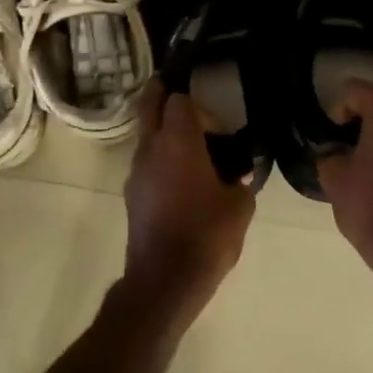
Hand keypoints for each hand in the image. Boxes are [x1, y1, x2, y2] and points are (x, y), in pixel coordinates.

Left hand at [122, 80, 255, 324]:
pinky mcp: (132, 194)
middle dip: (162, 94)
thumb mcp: (239, 206)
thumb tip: (237, 174)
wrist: (165, 280)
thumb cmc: (206, 235)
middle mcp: (151, 148)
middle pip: (150, 105)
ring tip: (190, 147)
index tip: (216, 123)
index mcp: (178, 142)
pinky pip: (146, 162)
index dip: (197, 104)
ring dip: (162, 131)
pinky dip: (160, 158)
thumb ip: (240, 180)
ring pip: (146, 136)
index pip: (179, 100)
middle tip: (180, 93)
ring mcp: (136, 171)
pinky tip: (182, 179)